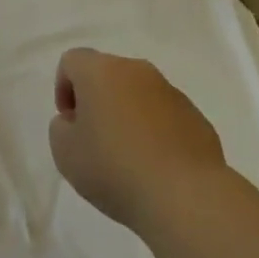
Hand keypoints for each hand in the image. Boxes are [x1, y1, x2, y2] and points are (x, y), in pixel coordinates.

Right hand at [49, 48, 226, 233]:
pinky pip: (165, 116)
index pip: (72, 61)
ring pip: (138, 94)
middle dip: (97, 101)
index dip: (63, 88)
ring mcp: (171, 92)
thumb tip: (78, 121)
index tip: (69, 123)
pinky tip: (155, 167)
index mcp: (101, 71)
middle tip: (94, 140)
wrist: (186, 196)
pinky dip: (155, 132)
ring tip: (127, 158)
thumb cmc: (114, 168)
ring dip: (127, 115)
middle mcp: (137, 70)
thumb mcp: (65, 153)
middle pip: (107, 74)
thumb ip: (62, 128)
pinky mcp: (196, 117)